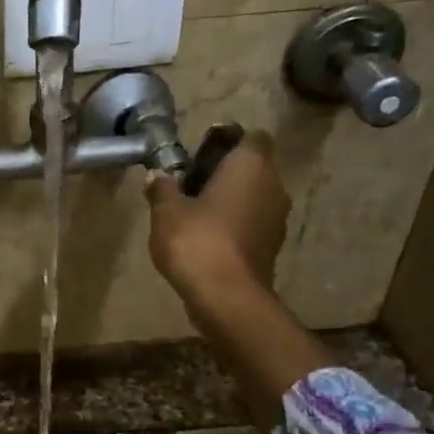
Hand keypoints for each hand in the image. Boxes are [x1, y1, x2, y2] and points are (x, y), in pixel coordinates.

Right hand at [144, 129, 290, 312]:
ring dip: (230, 200)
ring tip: (195, 213)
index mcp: (250, 165)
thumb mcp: (166, 213)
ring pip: (254, 196)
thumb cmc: (197, 242)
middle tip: (189, 184)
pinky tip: (208, 238)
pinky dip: (235, 224)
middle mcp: (272, 185)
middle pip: (252, 167)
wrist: (227, 297)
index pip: (250, 136)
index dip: (227, 140)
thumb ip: (162, 189)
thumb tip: (157, 175)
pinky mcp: (272, 245)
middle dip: (224, 172)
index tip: (199, 153)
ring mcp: (277, 218)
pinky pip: (253, 222)